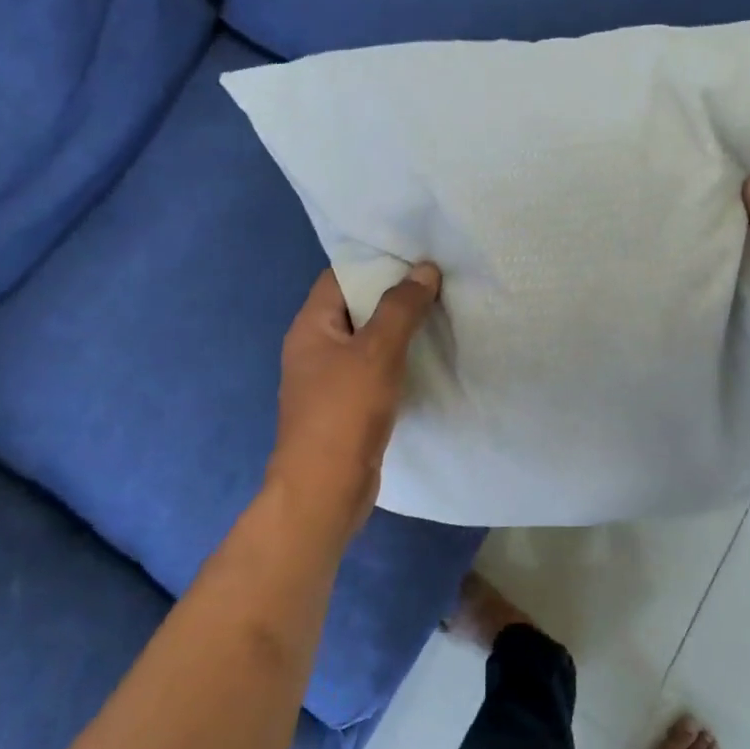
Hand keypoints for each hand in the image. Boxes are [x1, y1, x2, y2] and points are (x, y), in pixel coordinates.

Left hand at [265, 263, 442, 529]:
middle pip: (354, 308)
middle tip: (436, 284)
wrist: (325, 489)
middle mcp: (314, 348)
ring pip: (366, 342)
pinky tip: (425, 360)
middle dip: (392, 297)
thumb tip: (424, 268)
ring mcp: (328, 380)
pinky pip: (372, 371)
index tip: (415, 258)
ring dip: (397, 331)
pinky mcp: (345, 407)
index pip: (340, 277)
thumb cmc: (344, 411)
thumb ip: (401, 308)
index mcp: (310, 326)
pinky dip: (395, 362)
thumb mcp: (377, 351)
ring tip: (438, 315)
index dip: (375, 264)